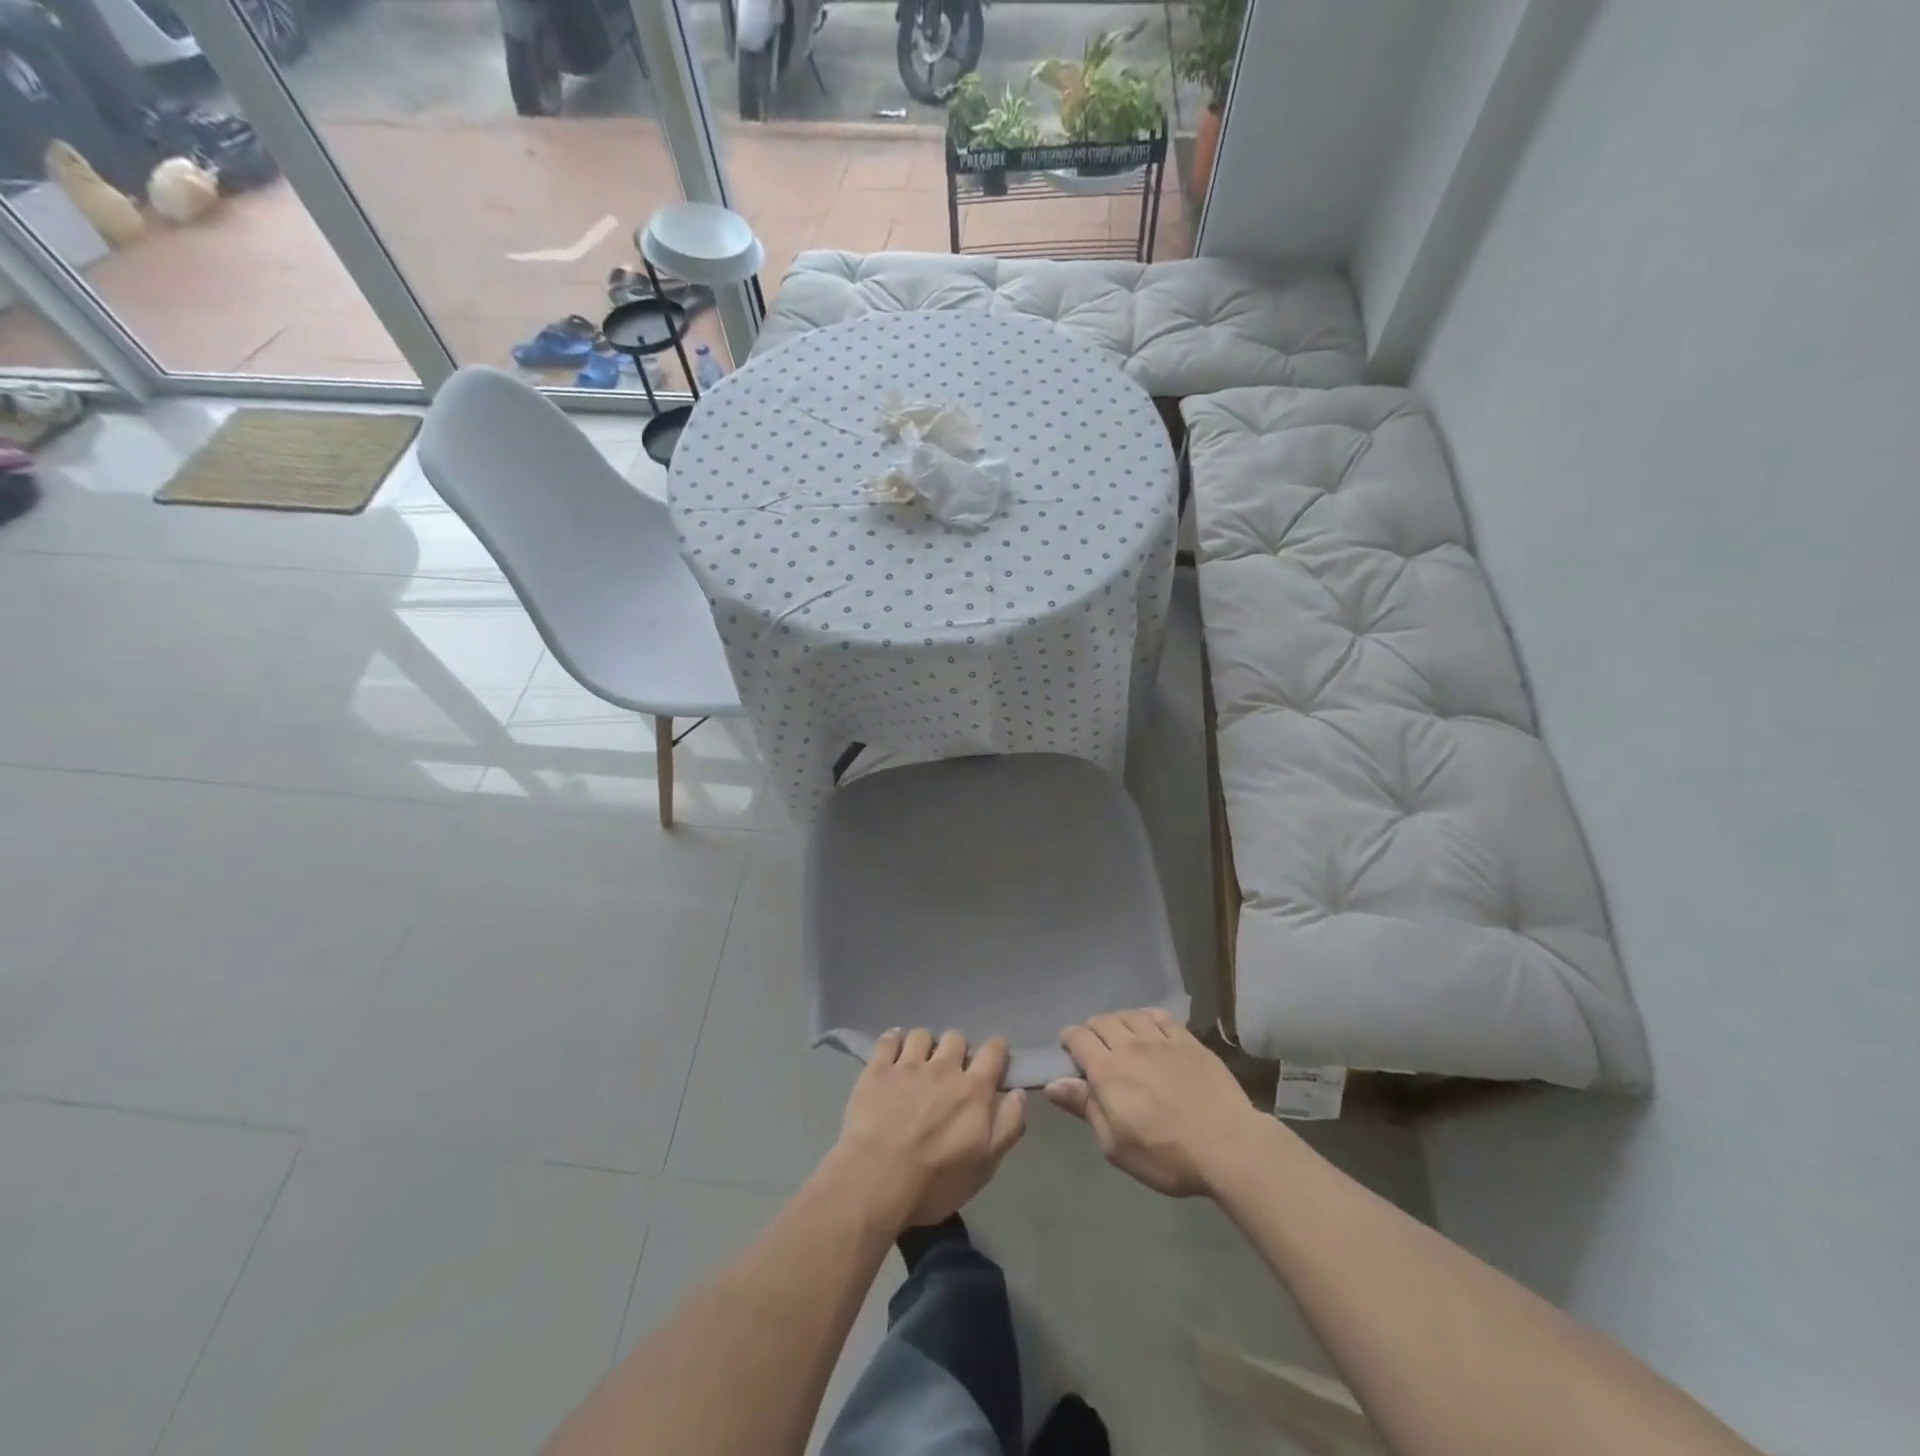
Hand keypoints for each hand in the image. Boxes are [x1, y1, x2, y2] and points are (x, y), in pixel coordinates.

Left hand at [832, 1029, 1026, 1229]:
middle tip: (950, 1072)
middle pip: (956, 1037)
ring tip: (918, 1063)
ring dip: (924, 1045)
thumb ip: (1008, 1125)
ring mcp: (908, 1065)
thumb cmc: (936, 1181)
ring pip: (922, 1035)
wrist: (877, 1181)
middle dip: (956, 1050)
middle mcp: (944, 1067)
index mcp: (974, 1089)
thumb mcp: (985, 1165)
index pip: (994, 1050)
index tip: (992, 1062)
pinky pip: (889, 1039)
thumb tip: (1017, 1092)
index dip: (996, 1051)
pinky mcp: (877, 1069)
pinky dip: (893, 1041)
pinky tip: (892, 1052)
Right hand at [1045, 1010, 1266, 1197]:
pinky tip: (1149, 1027)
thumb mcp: (1115, 1144)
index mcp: (1107, 1070)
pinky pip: (1160, 1016)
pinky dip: (1147, 1017)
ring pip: (1129, 1015)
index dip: (1069, 1040)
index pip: (1078, 1038)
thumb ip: (1084, 1108)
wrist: (1228, 1146)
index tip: (1069, 1051)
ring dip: (1118, 1022)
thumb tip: (1052, 1084)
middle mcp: (1129, 1045)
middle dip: (1091, 1030)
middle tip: (1095, 1048)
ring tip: (1121, 1036)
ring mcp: (1160, 1039)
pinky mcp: (1187, 1040)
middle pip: (1101, 1021)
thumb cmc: (1165, 1155)